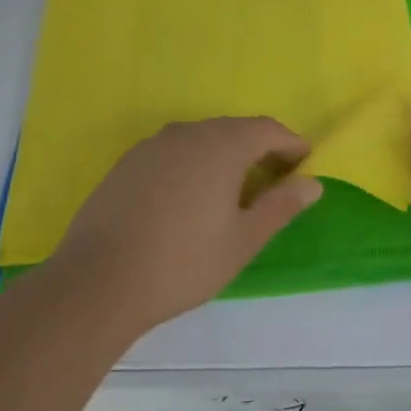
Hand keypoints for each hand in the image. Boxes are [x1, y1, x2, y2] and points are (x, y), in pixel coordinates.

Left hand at [47, 117, 322, 336]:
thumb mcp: (243, 240)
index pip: (267, 129)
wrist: (98, 281)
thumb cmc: (183, 262)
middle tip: (274, 180)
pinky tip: (189, 198)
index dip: (291, 144)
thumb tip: (312, 184)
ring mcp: (152, 146)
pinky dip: (192, 164)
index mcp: (221, 145)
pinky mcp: (126, 163)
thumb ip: (281, 206)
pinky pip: (173, 152)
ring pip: (200, 139)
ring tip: (233, 191)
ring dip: (224, 155)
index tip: (304, 164)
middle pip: (233, 130)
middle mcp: (187, 133)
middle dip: (259, 148)